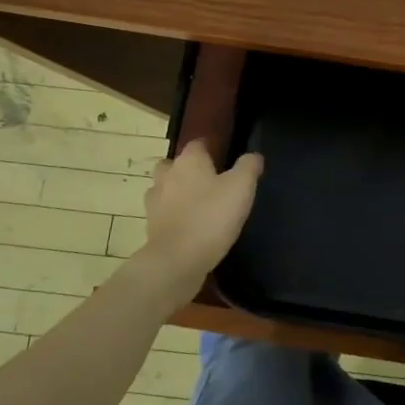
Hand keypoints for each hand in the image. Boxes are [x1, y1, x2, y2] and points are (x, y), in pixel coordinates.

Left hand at [132, 141, 263, 307]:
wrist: (177, 260)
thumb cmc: (212, 216)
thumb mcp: (242, 187)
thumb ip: (249, 166)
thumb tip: (253, 156)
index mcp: (189, 161)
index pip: (198, 144)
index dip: (210, 148)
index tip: (223, 157)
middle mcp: (167, 176)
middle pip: (174, 165)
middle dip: (187, 170)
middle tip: (208, 181)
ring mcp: (155, 202)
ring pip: (165, 189)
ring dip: (177, 193)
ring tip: (198, 205)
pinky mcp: (151, 227)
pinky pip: (163, 214)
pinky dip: (174, 216)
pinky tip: (190, 226)